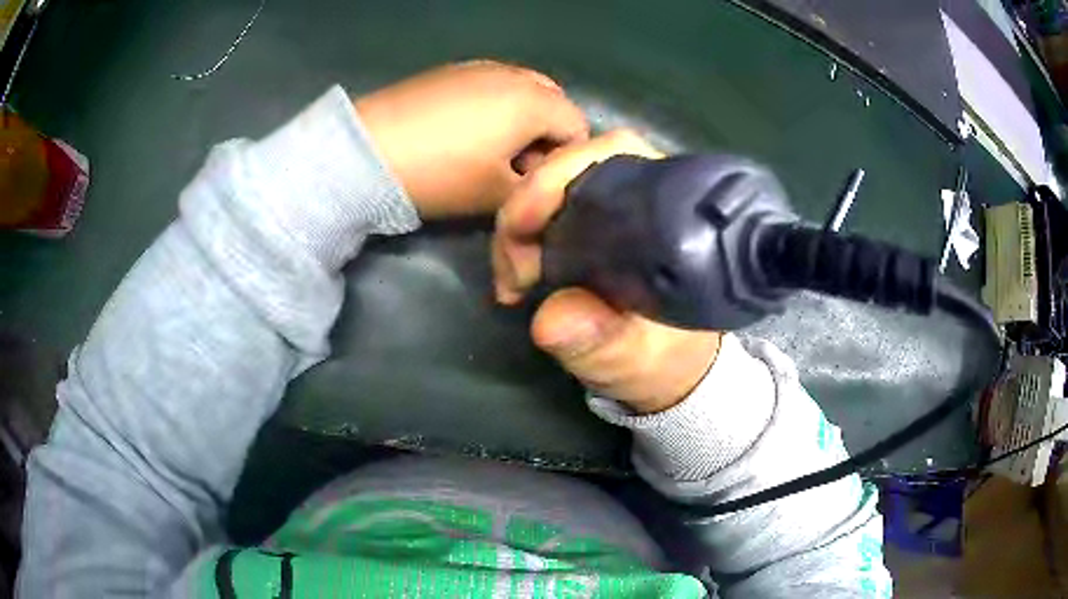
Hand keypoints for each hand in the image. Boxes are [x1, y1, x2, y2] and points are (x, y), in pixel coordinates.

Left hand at [355, 61, 589, 218]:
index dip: (568, 159)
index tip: (540, 182)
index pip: (579, 127)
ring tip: (490, 149)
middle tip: (518, 165)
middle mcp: (515, 74)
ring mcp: (481, 66)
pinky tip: (464, 130)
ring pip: (523, 90)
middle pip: (554, 102)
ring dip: (521, 119)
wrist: (367, 151)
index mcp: (535, 101)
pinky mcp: (451, 70)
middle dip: (547, 134)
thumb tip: (544, 175)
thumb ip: (538, 186)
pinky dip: (494, 105)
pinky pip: (492, 84)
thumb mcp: (498, 195)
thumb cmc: (441, 174)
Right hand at [492, 131, 722, 413]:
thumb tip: (551, 319)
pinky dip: (522, 239)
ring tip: (512, 282)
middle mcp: (642, 195)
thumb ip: (602, 342)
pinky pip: (547, 213)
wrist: (668, 368)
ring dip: (518, 228)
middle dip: (526, 209)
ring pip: (552, 188)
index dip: (559, 176)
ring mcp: (615, 208)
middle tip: (513, 273)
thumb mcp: (636, 357)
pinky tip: (516, 275)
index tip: (524, 226)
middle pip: (571, 167)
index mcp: (669, 212)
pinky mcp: (594, 226)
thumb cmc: (664, 358)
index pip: (613, 155)